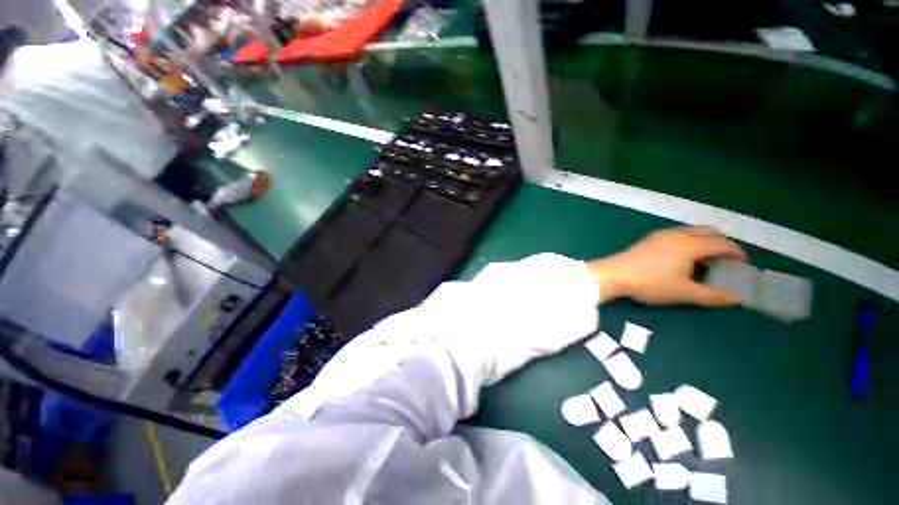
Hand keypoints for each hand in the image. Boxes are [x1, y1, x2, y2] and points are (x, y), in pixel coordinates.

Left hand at [587, 226, 747, 306]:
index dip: (737, 253)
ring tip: (704, 262)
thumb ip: (711, 295)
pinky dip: (688, 242)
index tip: (744, 264)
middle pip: (708, 232)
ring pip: (691, 232)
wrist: (614, 274)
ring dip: (703, 242)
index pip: (722, 243)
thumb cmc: (650, 283)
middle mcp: (678, 234)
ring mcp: (661, 234)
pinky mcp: (649, 239)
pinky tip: (682, 259)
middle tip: (724, 262)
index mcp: (690, 244)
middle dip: (721, 244)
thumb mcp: (683, 293)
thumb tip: (735, 298)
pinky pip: (677, 235)